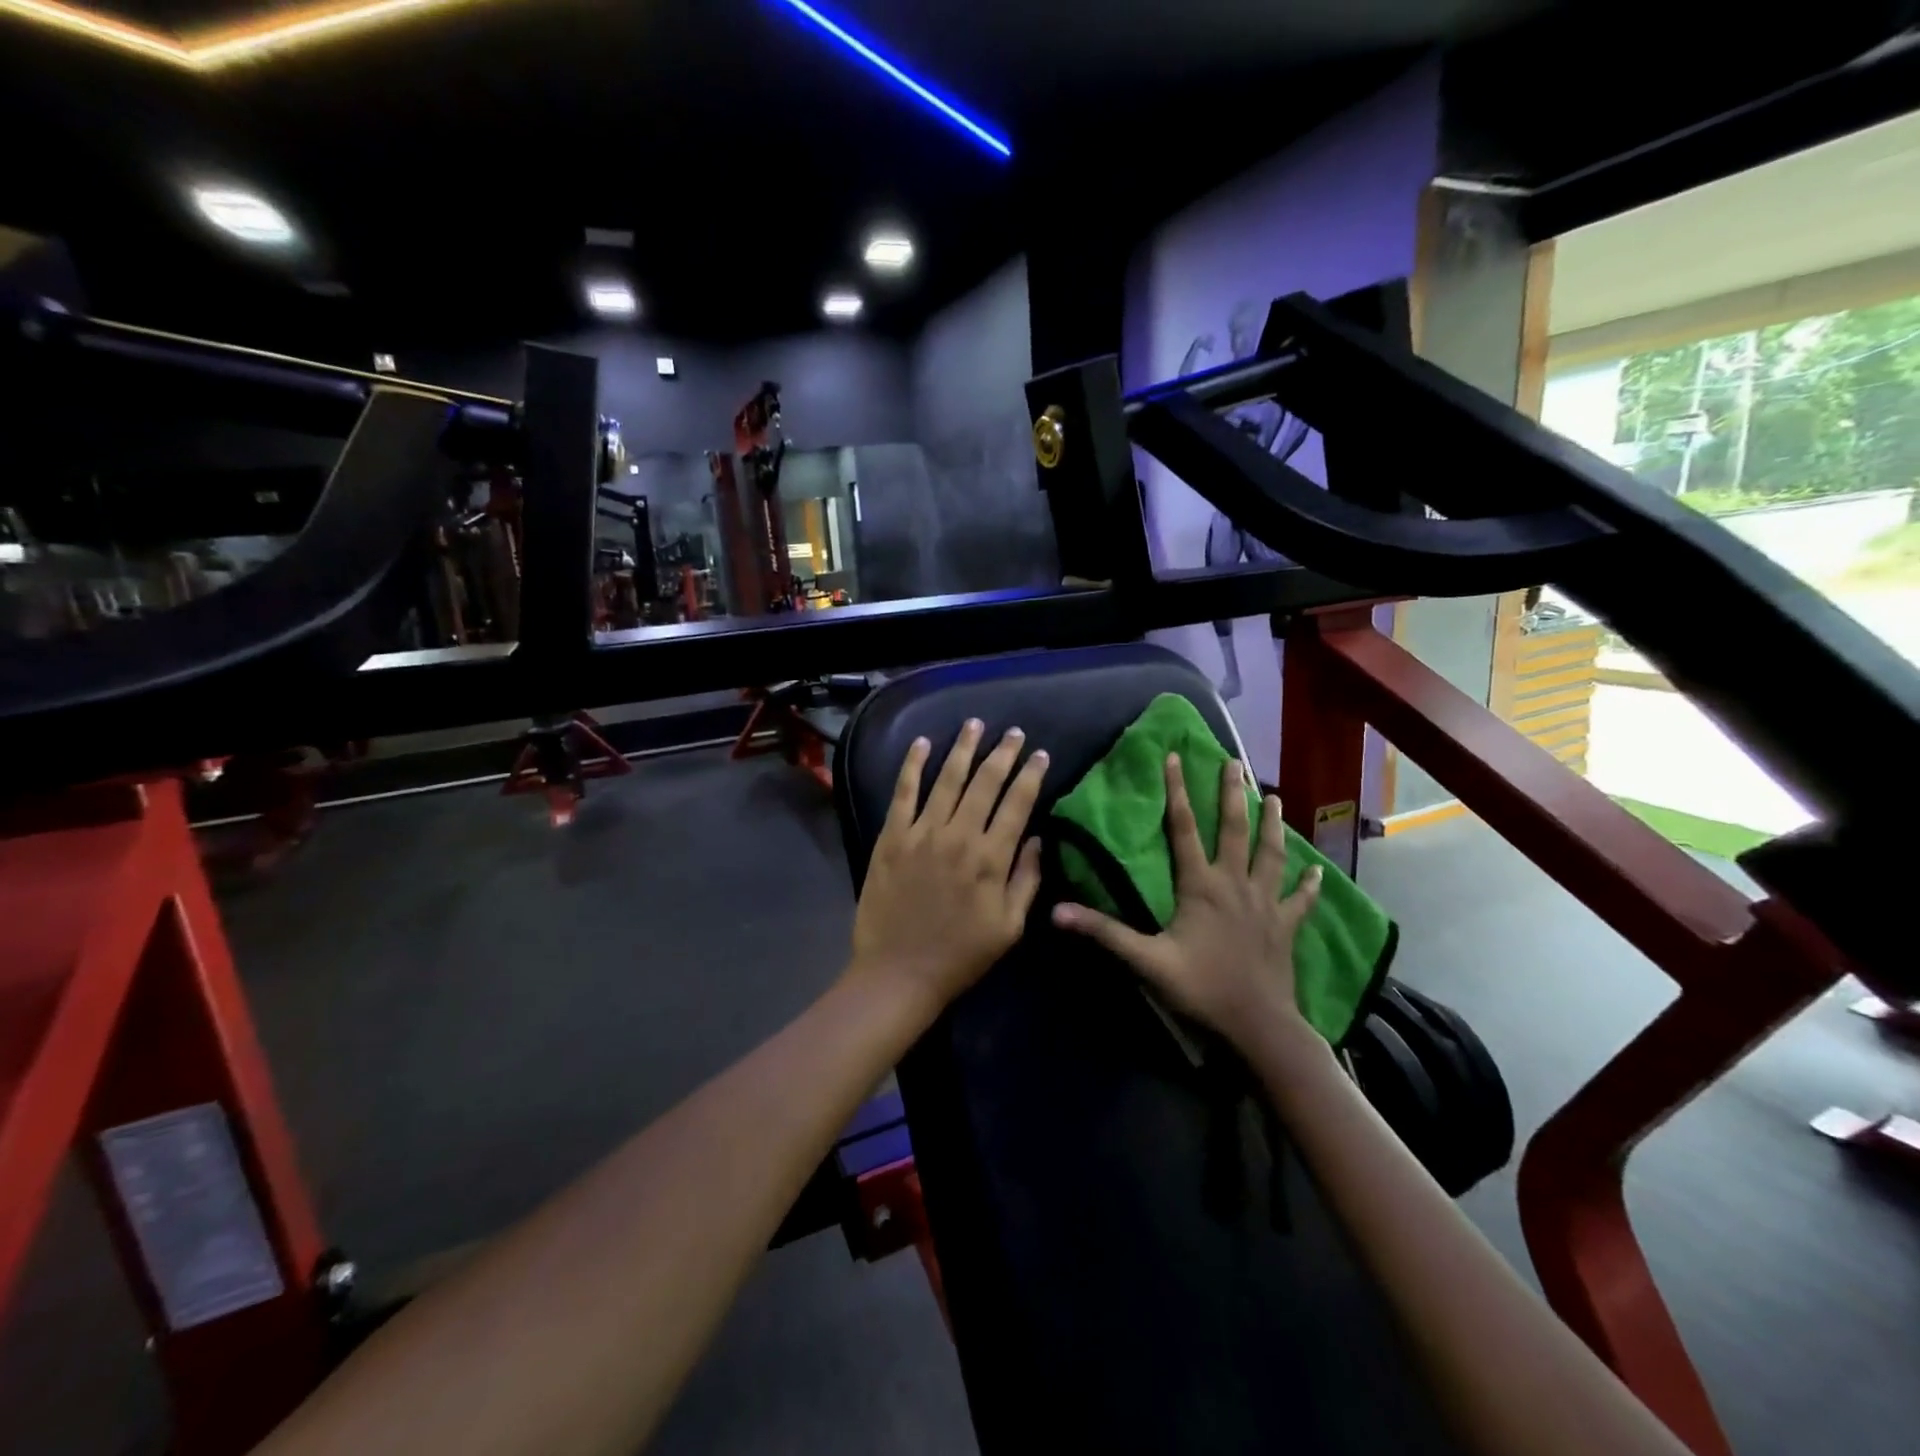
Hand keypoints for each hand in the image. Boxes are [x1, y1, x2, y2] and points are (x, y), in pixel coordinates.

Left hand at [850, 720, 1047, 1014]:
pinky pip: (904, 792)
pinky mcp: (892, 837)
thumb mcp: (1010, 926)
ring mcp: (922, 833)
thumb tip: (1035, 839)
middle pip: (985, 783)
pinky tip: (922, 743)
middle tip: (1014, 733)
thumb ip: (1026, 879)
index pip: (1017, 804)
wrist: (899, 972)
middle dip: (1003, 754)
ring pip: (947, 779)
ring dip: (963, 748)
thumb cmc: (961, 955)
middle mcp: (959, 836)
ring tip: (974, 724)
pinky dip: (912, 765)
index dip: (1031, 775)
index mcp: (991, 859)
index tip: (1040, 755)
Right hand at [1053, 754, 1321, 1051]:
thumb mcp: (1145, 960)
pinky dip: (1309, 883)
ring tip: (1273, 795)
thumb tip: (1056, 911)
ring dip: (1271, 823)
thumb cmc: (1200, 987)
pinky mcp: (1286, 926)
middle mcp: (1235, 883)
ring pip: (1271, 853)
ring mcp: (1265, 903)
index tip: (1175, 756)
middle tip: (1234, 762)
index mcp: (1201, 885)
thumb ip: (1104, 932)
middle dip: (1232, 793)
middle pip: (1234, 829)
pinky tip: (1318, 869)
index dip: (1177, 791)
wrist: (1257, 1024)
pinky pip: (1300, 899)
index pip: (1184, 828)